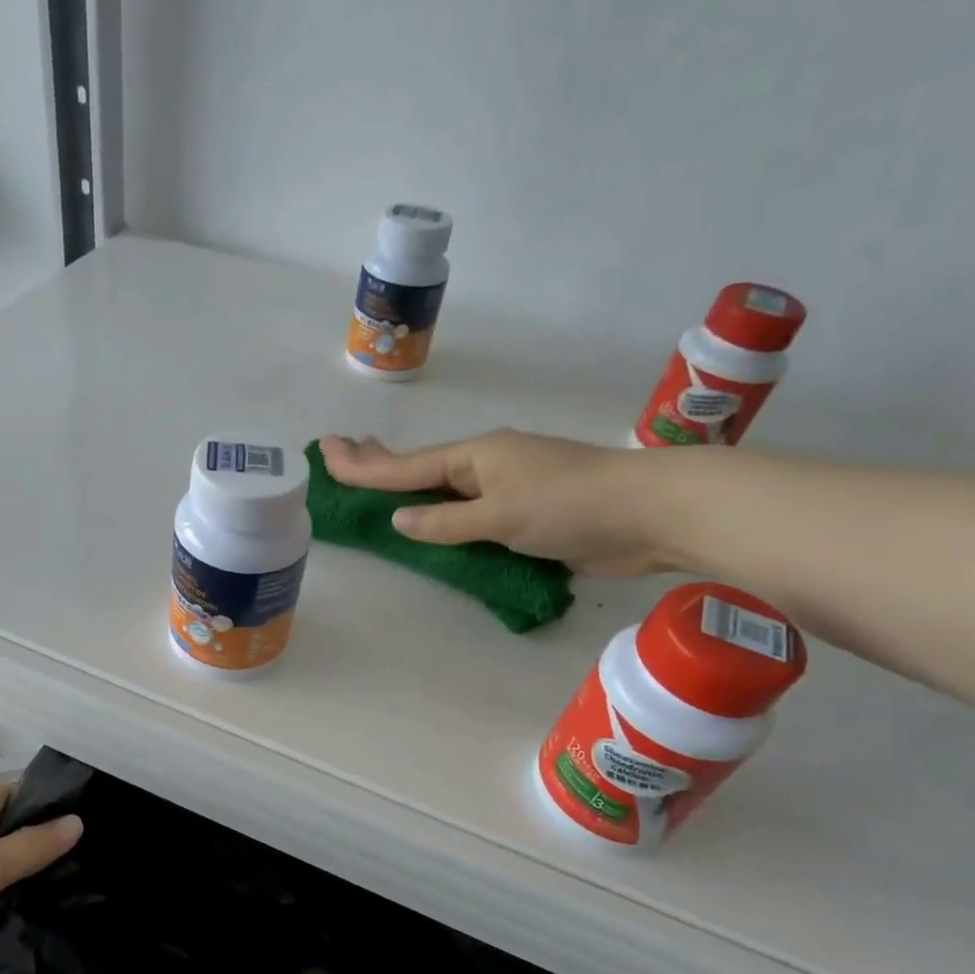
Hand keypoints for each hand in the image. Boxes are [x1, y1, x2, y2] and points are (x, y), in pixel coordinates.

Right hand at [318, 430, 673, 576]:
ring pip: (446, 491)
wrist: (648, 514)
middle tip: (342, 452)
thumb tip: (399, 519)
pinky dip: (445, 517)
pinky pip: (471, 516)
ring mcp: (509, 488)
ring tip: (378, 485)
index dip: (363, 464)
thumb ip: (446, 522)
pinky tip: (434, 522)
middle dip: (380, 463)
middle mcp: (487, 466)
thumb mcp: (499, 515)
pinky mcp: (528, 514)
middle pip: (421, 467)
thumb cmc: (568, 505)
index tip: (326, 451)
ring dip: (411, 489)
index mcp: (477, 456)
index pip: (406, 465)